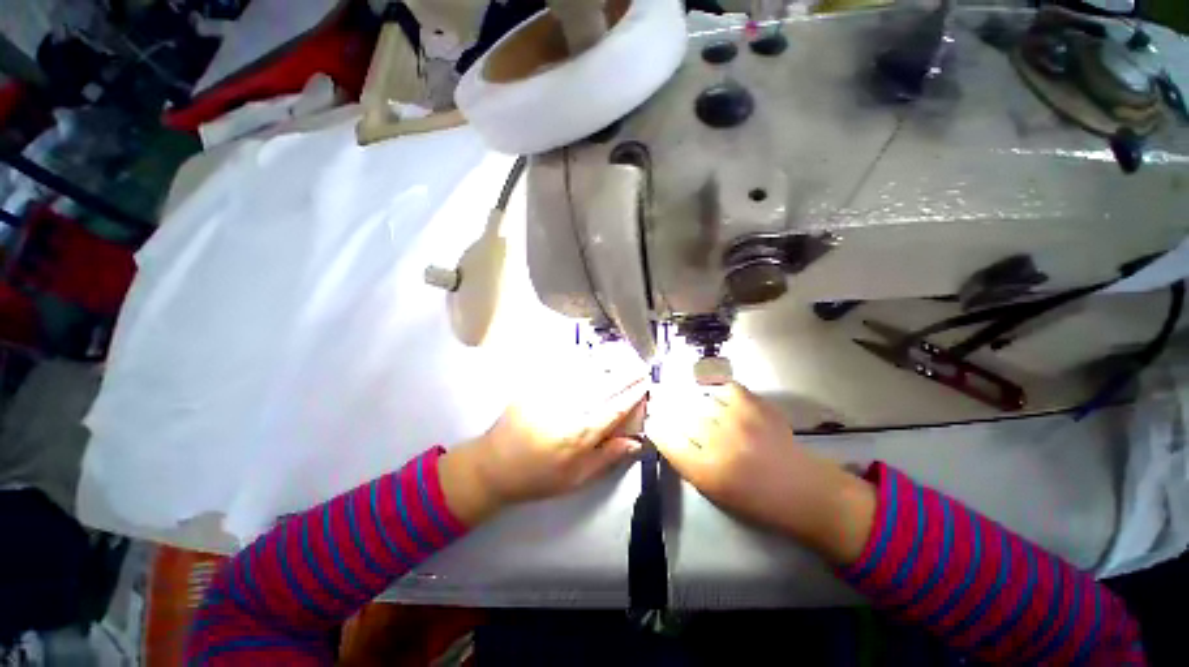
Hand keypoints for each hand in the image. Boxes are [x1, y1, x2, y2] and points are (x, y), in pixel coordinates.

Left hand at [440, 374, 647, 525]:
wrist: (494, 466)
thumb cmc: (538, 477)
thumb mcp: (576, 479)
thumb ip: (607, 458)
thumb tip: (636, 442)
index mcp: (581, 434)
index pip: (615, 408)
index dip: (633, 394)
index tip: (646, 383)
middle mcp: (569, 409)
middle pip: (603, 387)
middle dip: (625, 374)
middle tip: (640, 364)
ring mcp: (551, 394)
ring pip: (585, 374)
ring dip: (606, 363)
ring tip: (622, 354)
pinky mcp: (535, 386)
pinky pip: (561, 369)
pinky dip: (579, 360)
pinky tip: (589, 354)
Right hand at [647, 382, 875, 564]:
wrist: (804, 491)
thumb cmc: (756, 500)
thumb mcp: (713, 491)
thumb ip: (687, 462)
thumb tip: (669, 434)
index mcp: (705, 471)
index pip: (667, 439)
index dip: (656, 426)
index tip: (653, 420)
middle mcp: (718, 442)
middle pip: (680, 414)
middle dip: (669, 409)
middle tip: (665, 405)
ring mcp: (737, 420)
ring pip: (700, 399)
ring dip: (692, 400)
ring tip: (692, 401)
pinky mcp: (755, 406)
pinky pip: (725, 387)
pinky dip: (717, 390)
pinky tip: (715, 395)